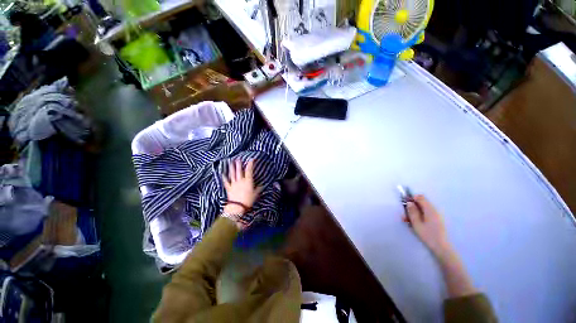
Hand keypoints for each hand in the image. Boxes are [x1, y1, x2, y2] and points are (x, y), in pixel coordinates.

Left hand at [222, 159, 262, 214]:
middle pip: (239, 170)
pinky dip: (224, 177)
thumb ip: (258, 189)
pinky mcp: (229, 188)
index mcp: (248, 181)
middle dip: (239, 164)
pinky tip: (222, 173)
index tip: (251, 159)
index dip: (250, 164)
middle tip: (238, 158)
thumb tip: (262, 185)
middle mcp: (240, 180)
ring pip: (232, 174)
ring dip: (231, 168)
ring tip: (231, 162)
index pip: (249, 170)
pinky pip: (226, 181)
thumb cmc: (248, 200)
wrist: (238, 206)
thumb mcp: (256, 194)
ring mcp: (234, 184)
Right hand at [405, 195, 452, 259]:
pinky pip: (428, 214)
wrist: (441, 245)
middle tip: (405, 217)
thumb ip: (413, 213)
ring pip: (424, 210)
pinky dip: (421, 217)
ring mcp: (436, 214)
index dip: (412, 199)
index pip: (420, 197)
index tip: (405, 205)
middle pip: (422, 203)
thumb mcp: (417, 225)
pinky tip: (417, 226)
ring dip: (416, 213)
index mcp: (429, 208)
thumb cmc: (428, 235)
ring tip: (409, 223)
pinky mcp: (437, 220)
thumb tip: (409, 203)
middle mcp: (434, 209)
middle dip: (413, 208)